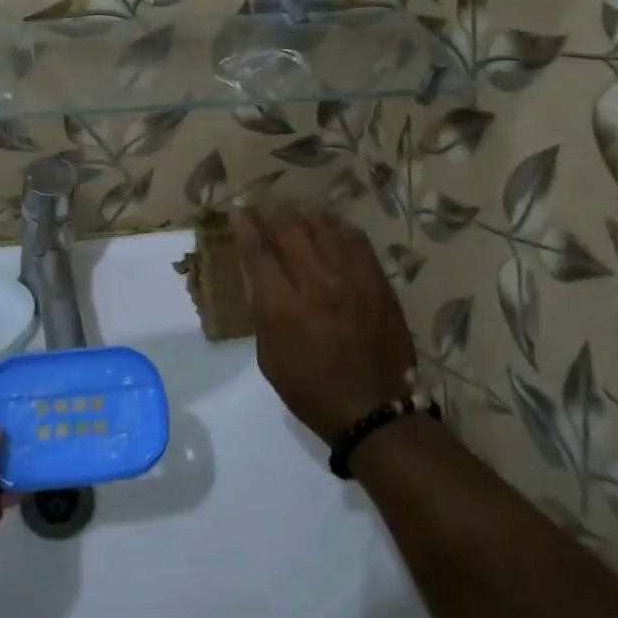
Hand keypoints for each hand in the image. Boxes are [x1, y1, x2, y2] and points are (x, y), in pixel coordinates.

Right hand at [232, 207, 416, 441]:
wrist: (374, 410)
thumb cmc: (311, 390)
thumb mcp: (269, 357)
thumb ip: (264, 312)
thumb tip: (264, 279)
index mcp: (282, 306)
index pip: (258, 250)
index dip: (246, 224)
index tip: (239, 211)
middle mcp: (316, 282)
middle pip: (291, 227)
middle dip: (272, 212)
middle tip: (264, 208)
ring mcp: (351, 278)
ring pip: (323, 226)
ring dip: (303, 215)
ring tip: (294, 214)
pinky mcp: (377, 281)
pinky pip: (355, 239)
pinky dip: (336, 227)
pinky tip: (328, 227)